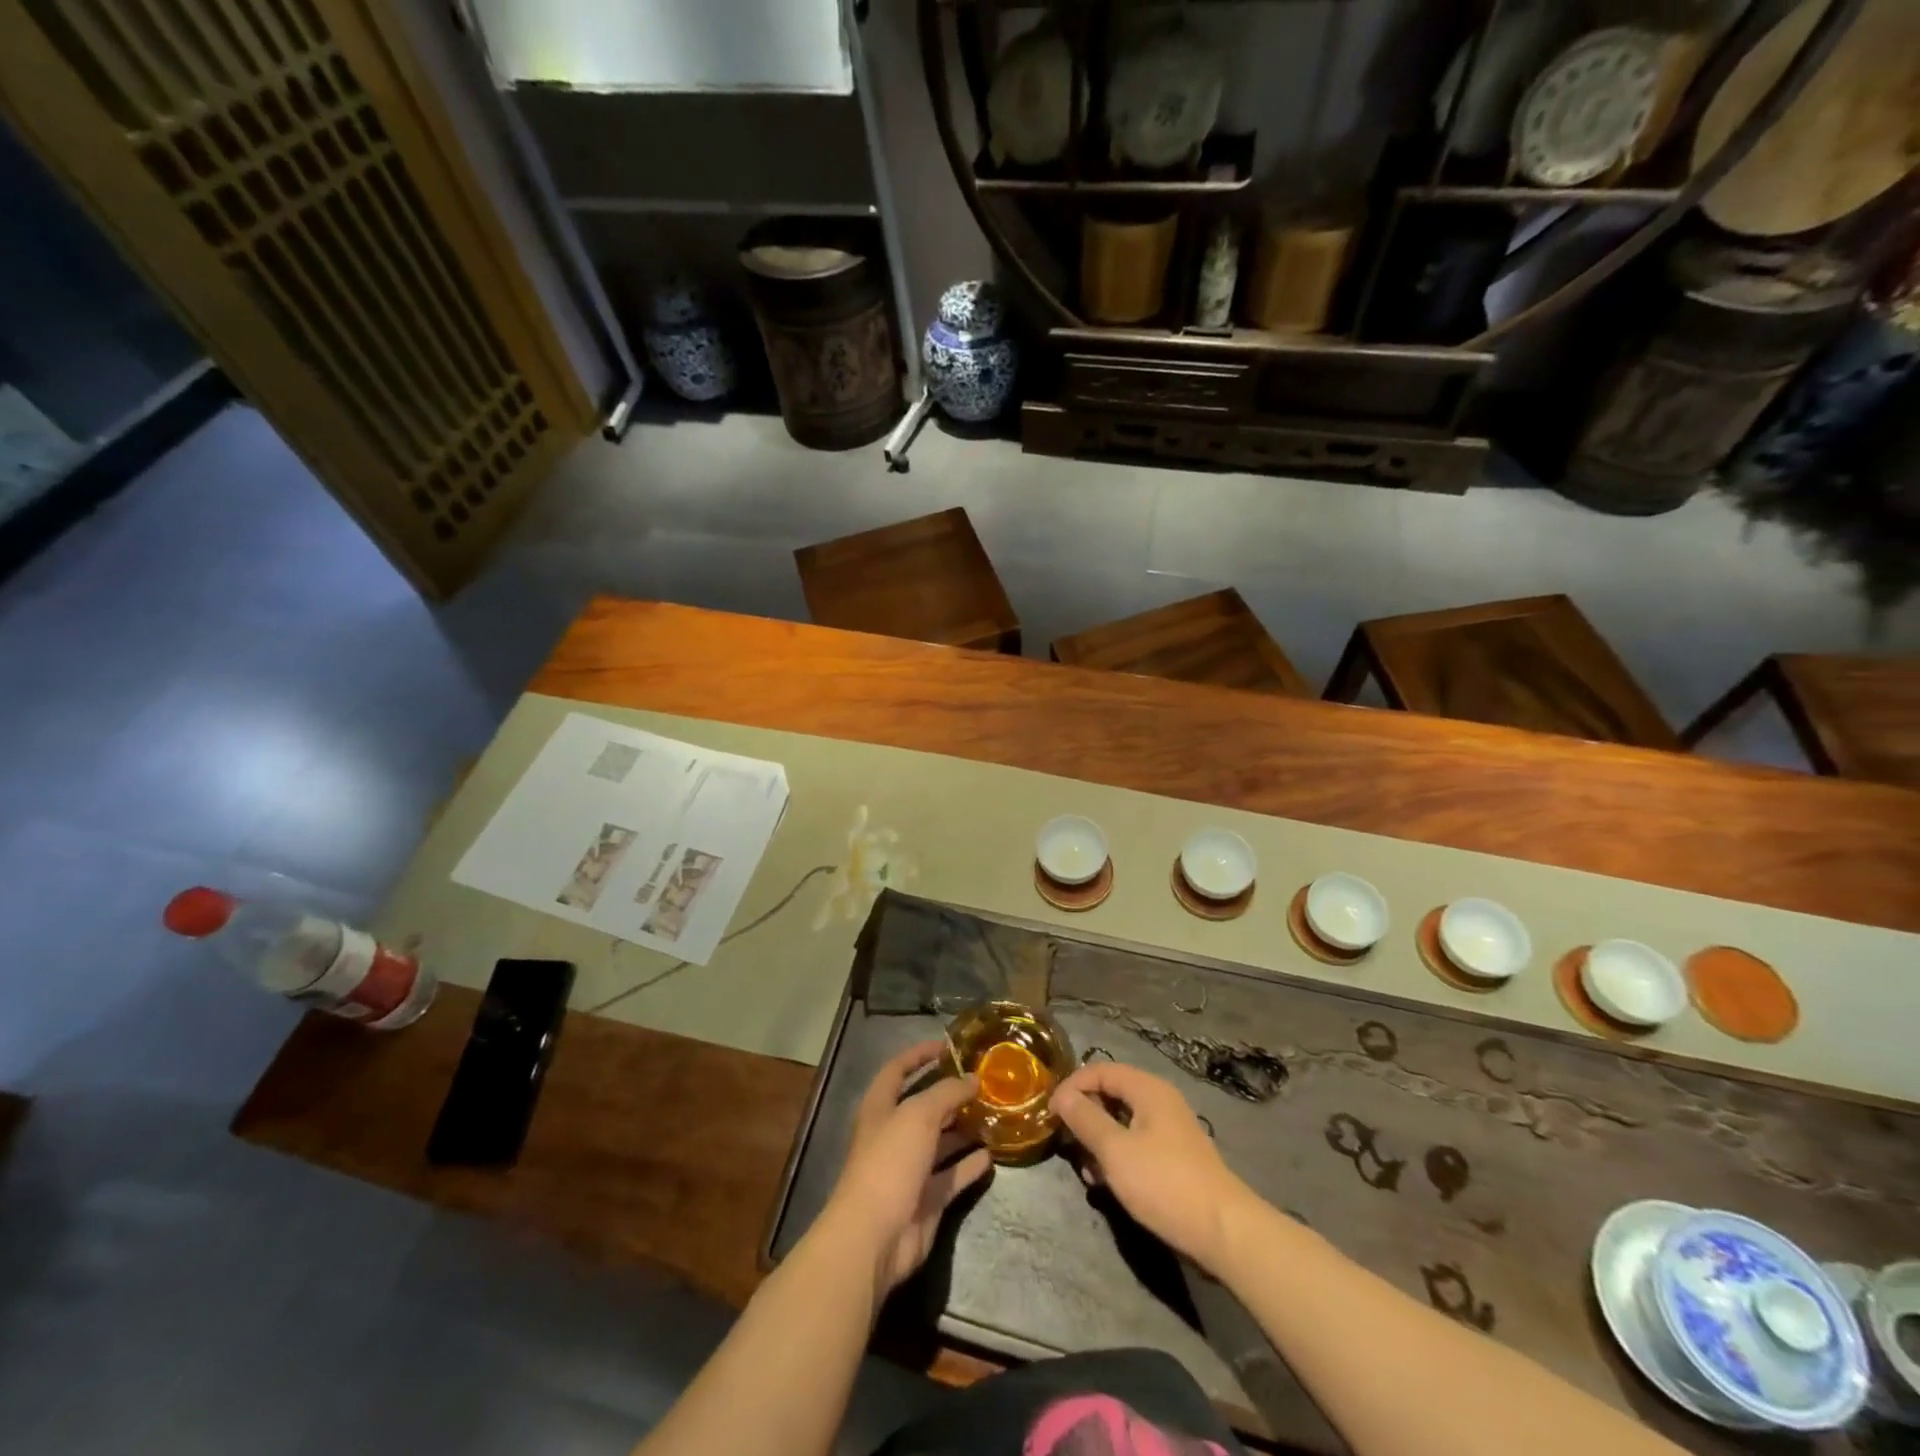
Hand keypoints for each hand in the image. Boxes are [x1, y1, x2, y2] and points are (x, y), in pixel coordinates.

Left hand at [818, 1041, 993, 1294]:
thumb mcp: (919, 1114)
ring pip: (940, 1142)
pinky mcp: (926, 1200)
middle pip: (923, 1106)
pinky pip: (952, 1176)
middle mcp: (894, 1134)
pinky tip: (992, 1155)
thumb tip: (973, 1078)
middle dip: (950, 1093)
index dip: (919, 1054)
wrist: (875, 1236)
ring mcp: (909, 1169)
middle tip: (983, 1082)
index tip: (948, 1045)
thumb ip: (947, 1092)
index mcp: (880, 1107)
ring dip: (963, 1129)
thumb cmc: (890, 1161)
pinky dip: (969, 1165)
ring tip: (993, 1114)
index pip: (898, 1069)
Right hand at [1050, 1061, 1255, 1270]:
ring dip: (1099, 1140)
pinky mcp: (1175, 1157)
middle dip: (1085, 1115)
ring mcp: (1170, 1129)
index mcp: (1148, 1089)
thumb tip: (1062, 1095)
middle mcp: (1160, 1101)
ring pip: (1122, 1121)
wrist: (1225, 1233)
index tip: (1050, 1114)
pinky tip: (1108, 1183)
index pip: (1100, 1070)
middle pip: (1111, 1094)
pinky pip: (1136, 1143)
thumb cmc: (1165, 1184)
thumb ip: (1086, 1120)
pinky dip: (1118, 1155)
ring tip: (1086, 1170)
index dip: (1072, 1087)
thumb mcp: (1116, 1151)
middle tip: (1066, 1143)